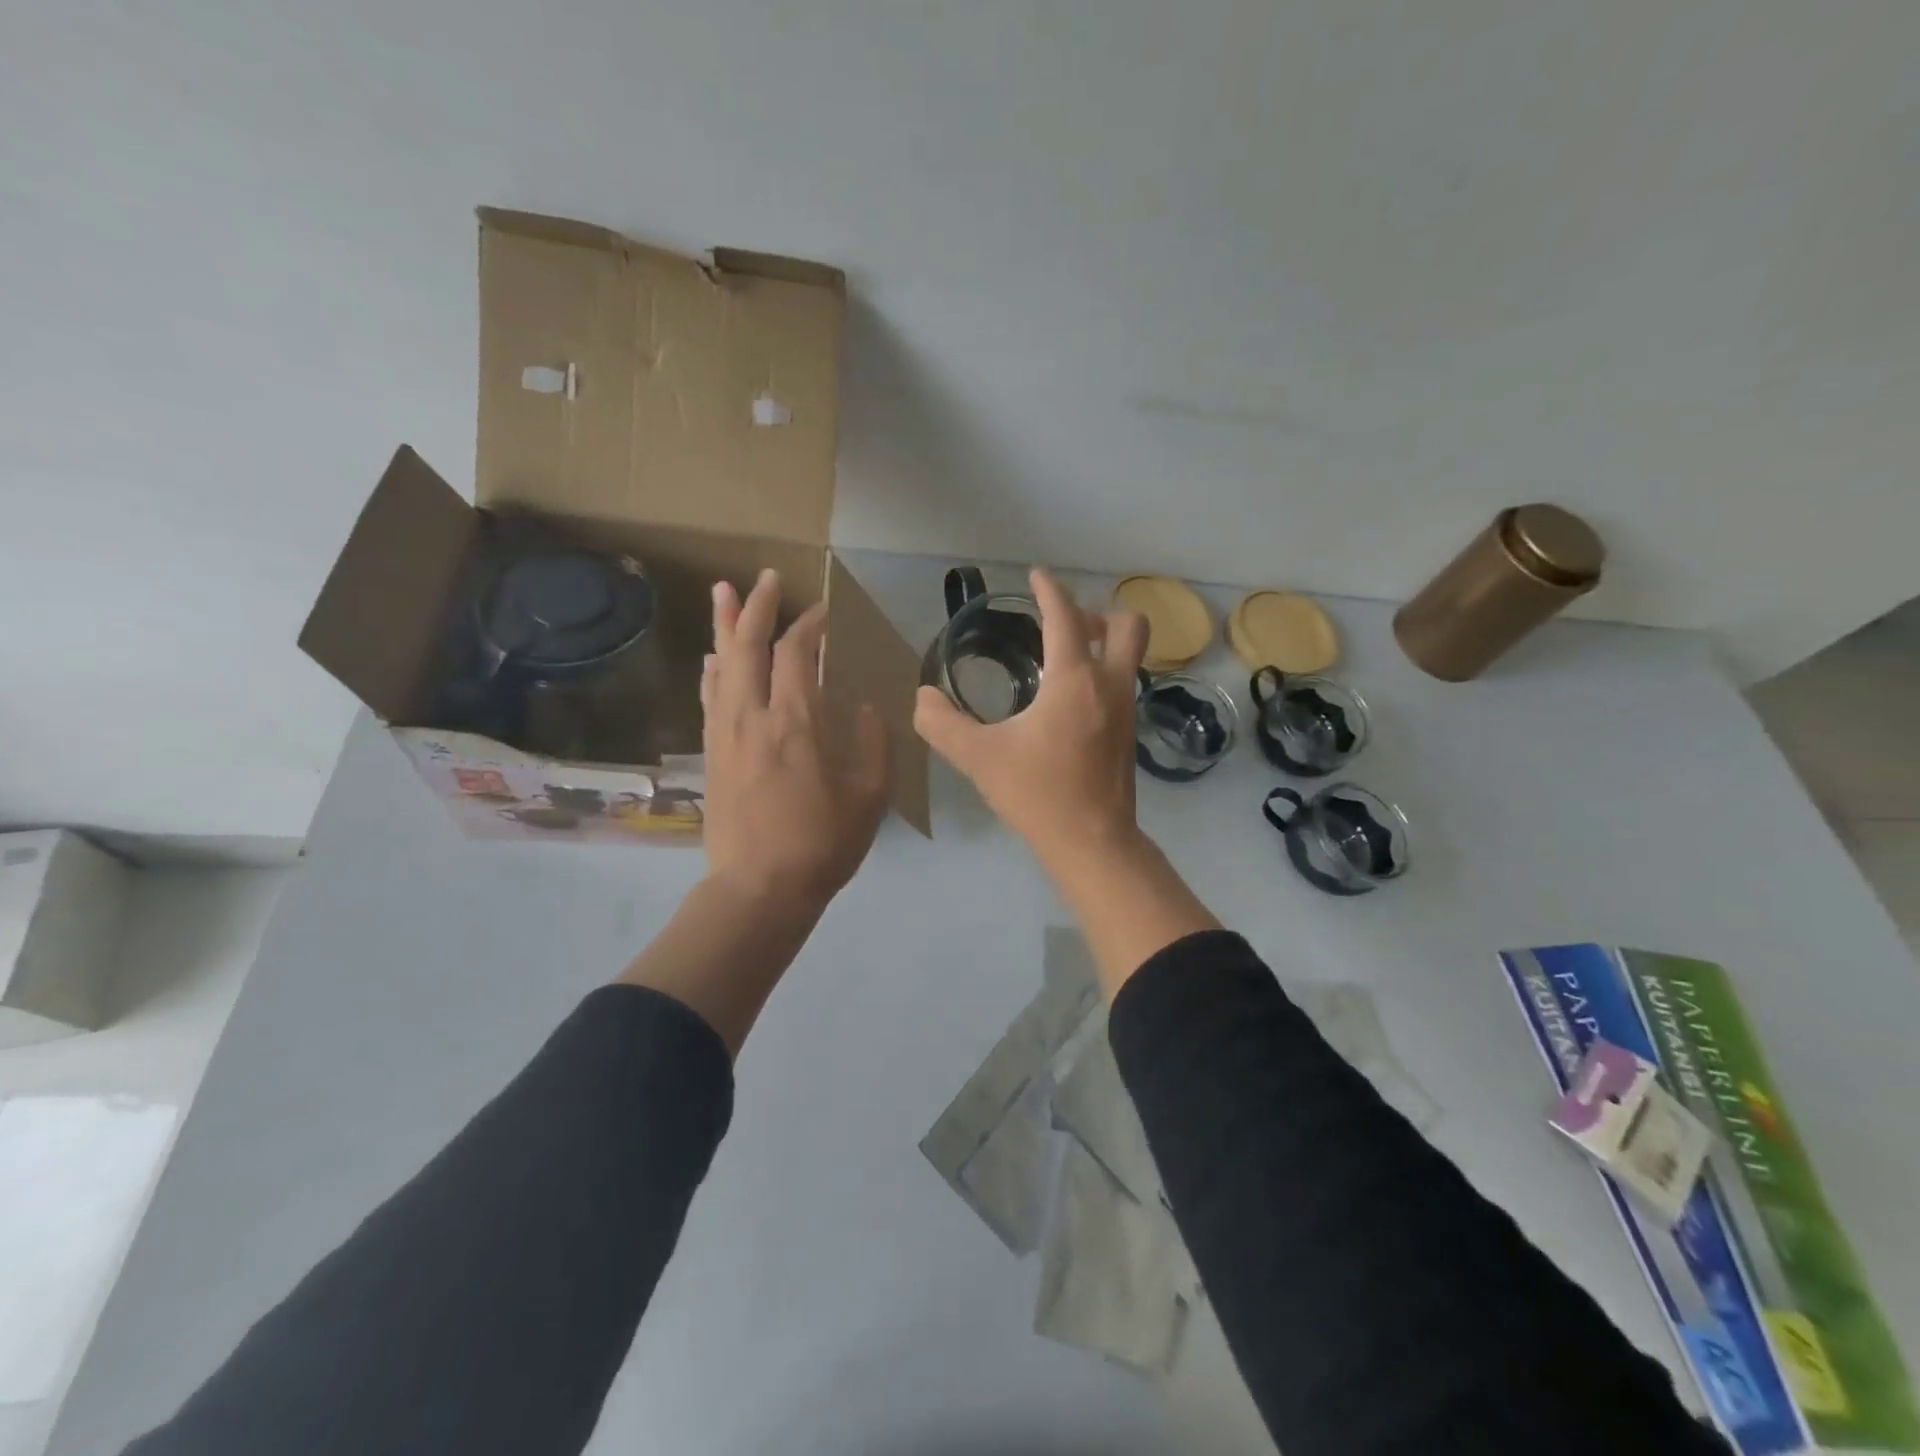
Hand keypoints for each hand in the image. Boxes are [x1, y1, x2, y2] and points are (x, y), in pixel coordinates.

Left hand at [701, 569, 888, 914]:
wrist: (759, 888)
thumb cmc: (822, 843)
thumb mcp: (869, 796)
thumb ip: (872, 743)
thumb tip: (865, 706)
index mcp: (796, 722)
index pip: (796, 654)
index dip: (810, 625)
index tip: (824, 611)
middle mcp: (753, 716)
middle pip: (748, 645)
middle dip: (758, 606)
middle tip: (767, 577)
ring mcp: (725, 732)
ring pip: (721, 664)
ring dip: (724, 625)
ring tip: (724, 591)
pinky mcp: (712, 752)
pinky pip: (710, 697)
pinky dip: (713, 669)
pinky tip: (713, 656)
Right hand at [915, 569, 1216, 998]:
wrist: (1091, 842)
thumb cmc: (1037, 794)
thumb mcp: (979, 758)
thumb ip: (942, 725)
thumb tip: (921, 698)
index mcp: (1074, 681)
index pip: (1066, 618)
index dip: (1050, 590)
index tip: (1036, 574)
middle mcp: (1109, 686)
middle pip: (1126, 625)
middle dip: (1097, 613)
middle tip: (1063, 624)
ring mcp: (1126, 709)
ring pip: (1130, 655)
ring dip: (1103, 642)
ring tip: (1063, 656)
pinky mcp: (1129, 733)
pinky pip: (1122, 682)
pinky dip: (1103, 672)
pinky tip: (1070, 699)